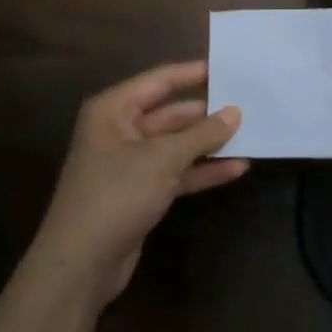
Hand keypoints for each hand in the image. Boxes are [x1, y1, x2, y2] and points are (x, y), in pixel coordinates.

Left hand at [27, 61, 246, 308]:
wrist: (81, 264)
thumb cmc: (116, 195)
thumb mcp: (163, 159)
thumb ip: (202, 134)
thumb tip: (236, 111)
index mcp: (114, 110)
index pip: (160, 80)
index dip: (194, 73)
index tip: (230, 68)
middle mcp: (120, 130)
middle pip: (170, 112)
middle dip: (207, 112)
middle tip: (248, 103)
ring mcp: (131, 163)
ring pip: (177, 144)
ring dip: (209, 143)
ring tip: (250, 133)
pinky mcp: (141, 192)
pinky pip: (177, 172)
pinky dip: (202, 170)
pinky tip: (236, 168)